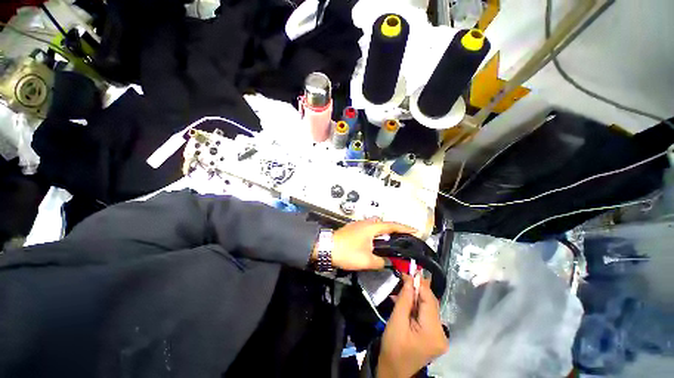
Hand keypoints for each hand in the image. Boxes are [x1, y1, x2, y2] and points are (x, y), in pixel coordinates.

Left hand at [313, 218, 416, 270]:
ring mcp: (359, 224)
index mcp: (372, 227)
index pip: (392, 226)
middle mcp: (366, 222)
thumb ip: (381, 262)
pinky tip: (376, 243)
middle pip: (384, 224)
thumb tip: (387, 262)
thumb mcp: (366, 261)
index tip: (415, 231)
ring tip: (392, 242)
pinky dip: (376, 235)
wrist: (326, 248)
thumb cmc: (347, 252)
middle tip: (404, 238)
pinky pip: (369, 230)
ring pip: (376, 227)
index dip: (405, 228)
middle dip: (395, 230)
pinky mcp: (353, 229)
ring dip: (385, 232)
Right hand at [377, 275, 447, 377]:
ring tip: (402, 289)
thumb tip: (410, 279)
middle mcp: (442, 333)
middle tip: (405, 277)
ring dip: (415, 297)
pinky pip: (427, 315)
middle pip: (431, 303)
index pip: (429, 300)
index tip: (409, 270)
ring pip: (429, 308)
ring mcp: (440, 336)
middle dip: (417, 289)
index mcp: (433, 332)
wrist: (393, 370)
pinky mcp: (435, 337)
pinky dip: (416, 306)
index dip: (420, 283)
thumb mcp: (396, 320)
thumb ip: (405, 298)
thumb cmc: (393, 346)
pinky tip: (406, 302)